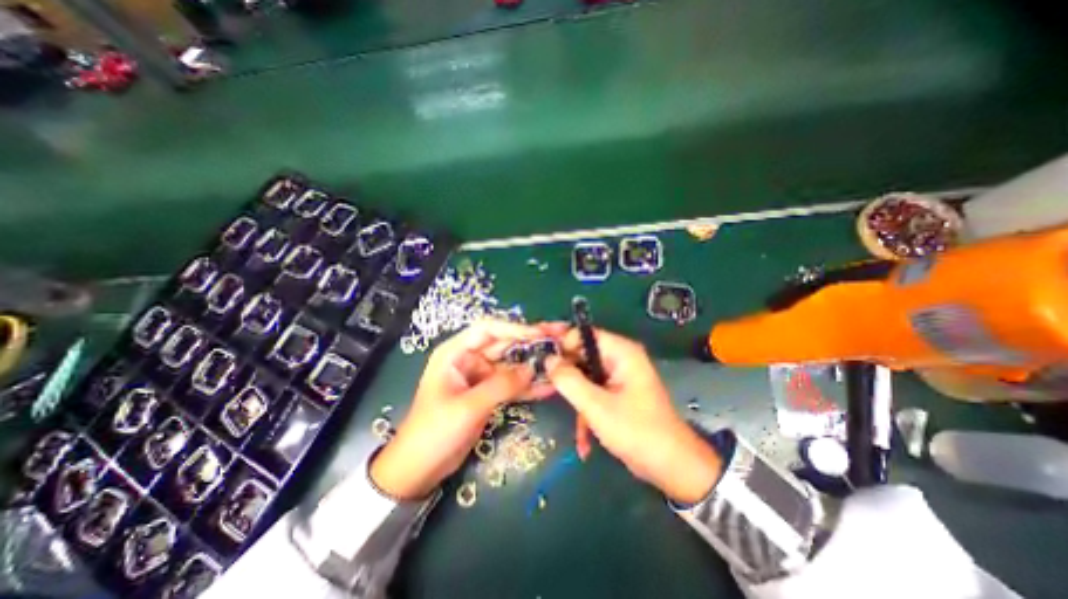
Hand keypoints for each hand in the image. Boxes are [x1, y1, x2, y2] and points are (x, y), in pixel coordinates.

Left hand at [371, 321, 544, 498]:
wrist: (419, 469)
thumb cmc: (434, 432)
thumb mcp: (467, 407)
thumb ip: (500, 386)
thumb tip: (531, 369)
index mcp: (456, 352)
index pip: (488, 329)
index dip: (514, 328)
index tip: (540, 334)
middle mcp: (470, 359)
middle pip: (505, 344)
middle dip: (531, 343)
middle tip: (560, 340)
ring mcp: (481, 377)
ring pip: (512, 364)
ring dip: (534, 364)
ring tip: (561, 362)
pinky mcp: (489, 394)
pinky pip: (512, 385)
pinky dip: (528, 386)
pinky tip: (549, 386)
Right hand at [545, 329, 720, 502]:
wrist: (673, 468)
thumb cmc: (637, 431)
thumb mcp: (597, 406)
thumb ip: (569, 380)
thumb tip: (548, 359)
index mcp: (621, 352)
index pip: (583, 334)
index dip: (561, 342)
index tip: (539, 354)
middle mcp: (620, 359)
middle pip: (582, 354)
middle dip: (565, 373)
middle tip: (543, 384)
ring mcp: (618, 377)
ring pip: (584, 376)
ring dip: (575, 398)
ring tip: (567, 417)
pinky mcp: (617, 394)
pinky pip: (593, 392)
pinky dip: (586, 412)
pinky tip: (583, 439)